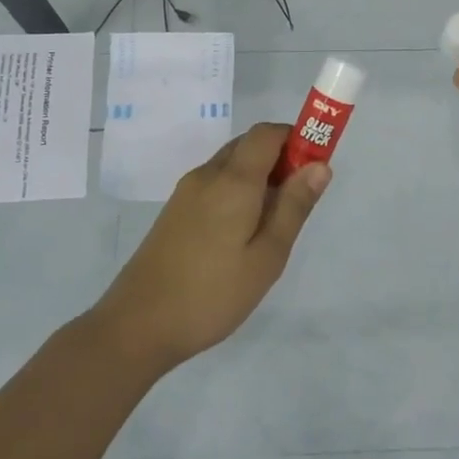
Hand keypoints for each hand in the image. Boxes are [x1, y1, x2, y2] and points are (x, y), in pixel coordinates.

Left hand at [91, 122, 329, 369]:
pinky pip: (215, 184)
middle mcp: (207, 175)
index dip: (297, 139)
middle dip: (280, 159)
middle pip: (249, 145)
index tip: (316, 169)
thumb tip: (320, 165)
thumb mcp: (267, 256)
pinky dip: (238, 192)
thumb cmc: (213, 293)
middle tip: (298, 202)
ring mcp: (186, 193)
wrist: (138, 325)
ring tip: (273, 225)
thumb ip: (294, 207)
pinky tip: (242, 235)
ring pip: (231, 165)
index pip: (268, 133)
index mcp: (233, 180)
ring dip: (259, 178)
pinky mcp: (175, 212)